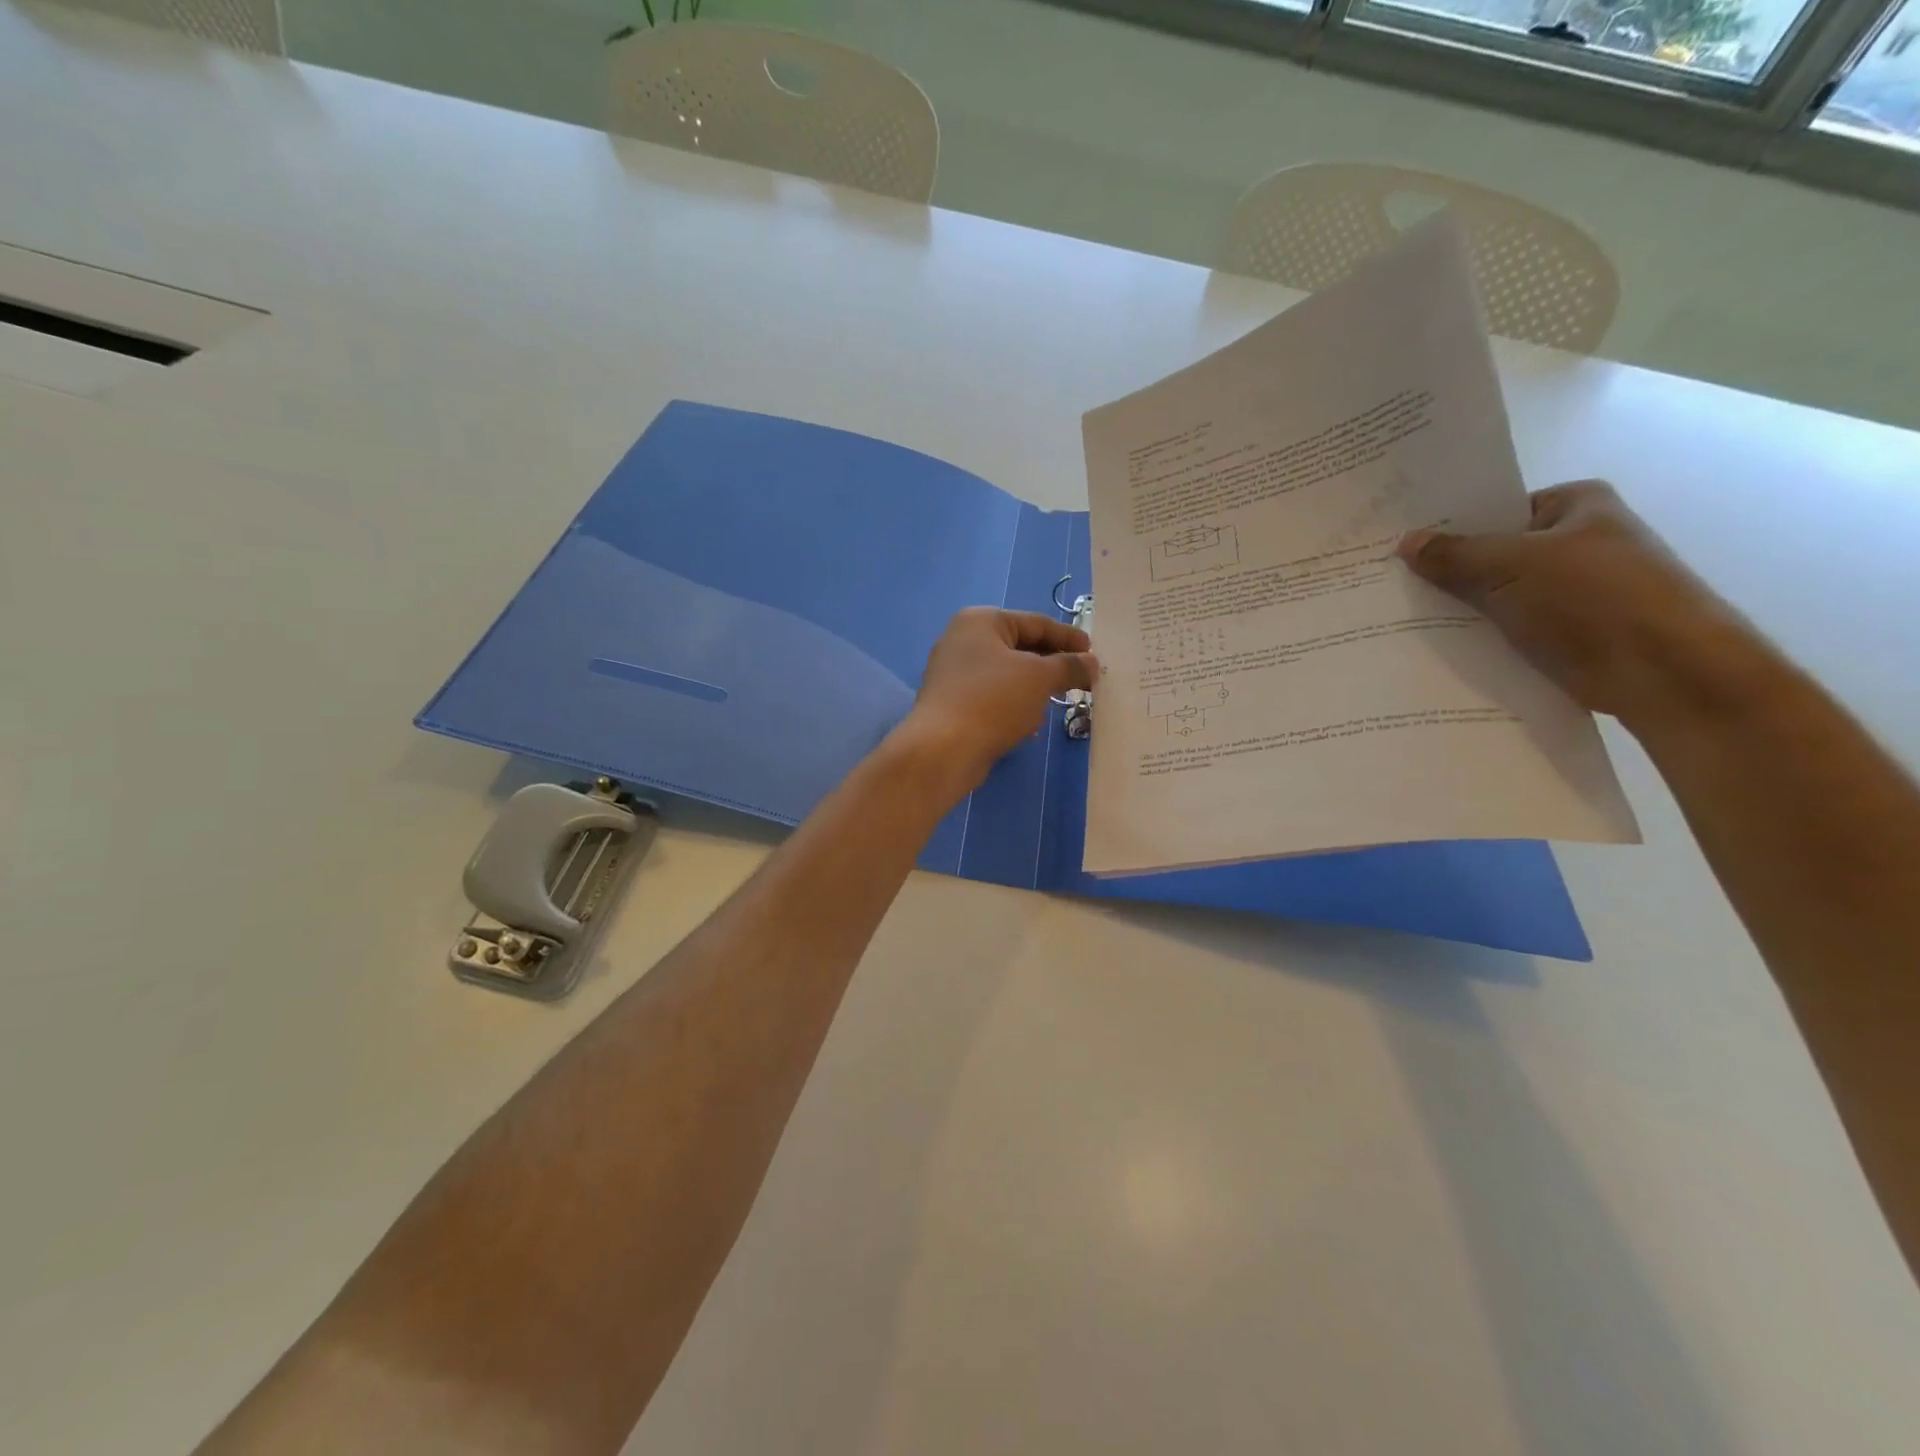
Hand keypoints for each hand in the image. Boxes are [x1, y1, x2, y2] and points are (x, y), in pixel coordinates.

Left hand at [893, 608, 1097, 792]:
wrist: (943, 749)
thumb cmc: (993, 700)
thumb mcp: (1039, 677)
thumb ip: (1069, 665)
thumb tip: (1091, 663)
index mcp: (981, 621)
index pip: (1036, 623)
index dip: (1068, 637)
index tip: (1094, 653)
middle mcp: (963, 641)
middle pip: (1021, 648)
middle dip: (1053, 665)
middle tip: (1084, 679)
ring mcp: (954, 674)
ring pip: (1008, 676)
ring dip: (1035, 689)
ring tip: (1061, 701)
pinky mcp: (953, 704)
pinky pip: (993, 698)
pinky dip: (1014, 706)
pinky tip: (1030, 725)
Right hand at [1397, 480, 1746, 723]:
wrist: (1662, 671)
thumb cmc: (1593, 597)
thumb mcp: (1511, 566)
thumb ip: (1454, 554)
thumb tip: (1405, 543)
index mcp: (1576, 506)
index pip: (1497, 507)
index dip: (1449, 524)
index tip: (1399, 541)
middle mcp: (1575, 542)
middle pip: (1492, 552)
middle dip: (1446, 569)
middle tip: (1388, 579)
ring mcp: (1569, 591)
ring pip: (1495, 594)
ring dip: (1457, 607)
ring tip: (1399, 614)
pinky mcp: (1562, 634)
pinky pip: (1505, 629)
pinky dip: (1475, 636)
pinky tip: (1431, 644)